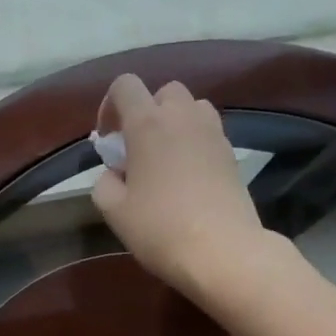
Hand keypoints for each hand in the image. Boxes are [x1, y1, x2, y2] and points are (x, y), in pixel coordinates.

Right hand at [93, 74, 266, 299]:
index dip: (110, 106)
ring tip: (166, 160)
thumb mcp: (115, 212)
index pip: (125, 86)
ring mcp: (213, 133)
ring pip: (191, 108)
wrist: (222, 250)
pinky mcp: (232, 153)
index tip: (108, 140)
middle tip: (138, 151)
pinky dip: (194, 144)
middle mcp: (182, 117)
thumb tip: (113, 174)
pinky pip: (208, 133)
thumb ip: (104, 184)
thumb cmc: (160, 229)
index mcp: (147, 124)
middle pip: (163, 92)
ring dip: (175, 124)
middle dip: (147, 113)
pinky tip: (188, 178)